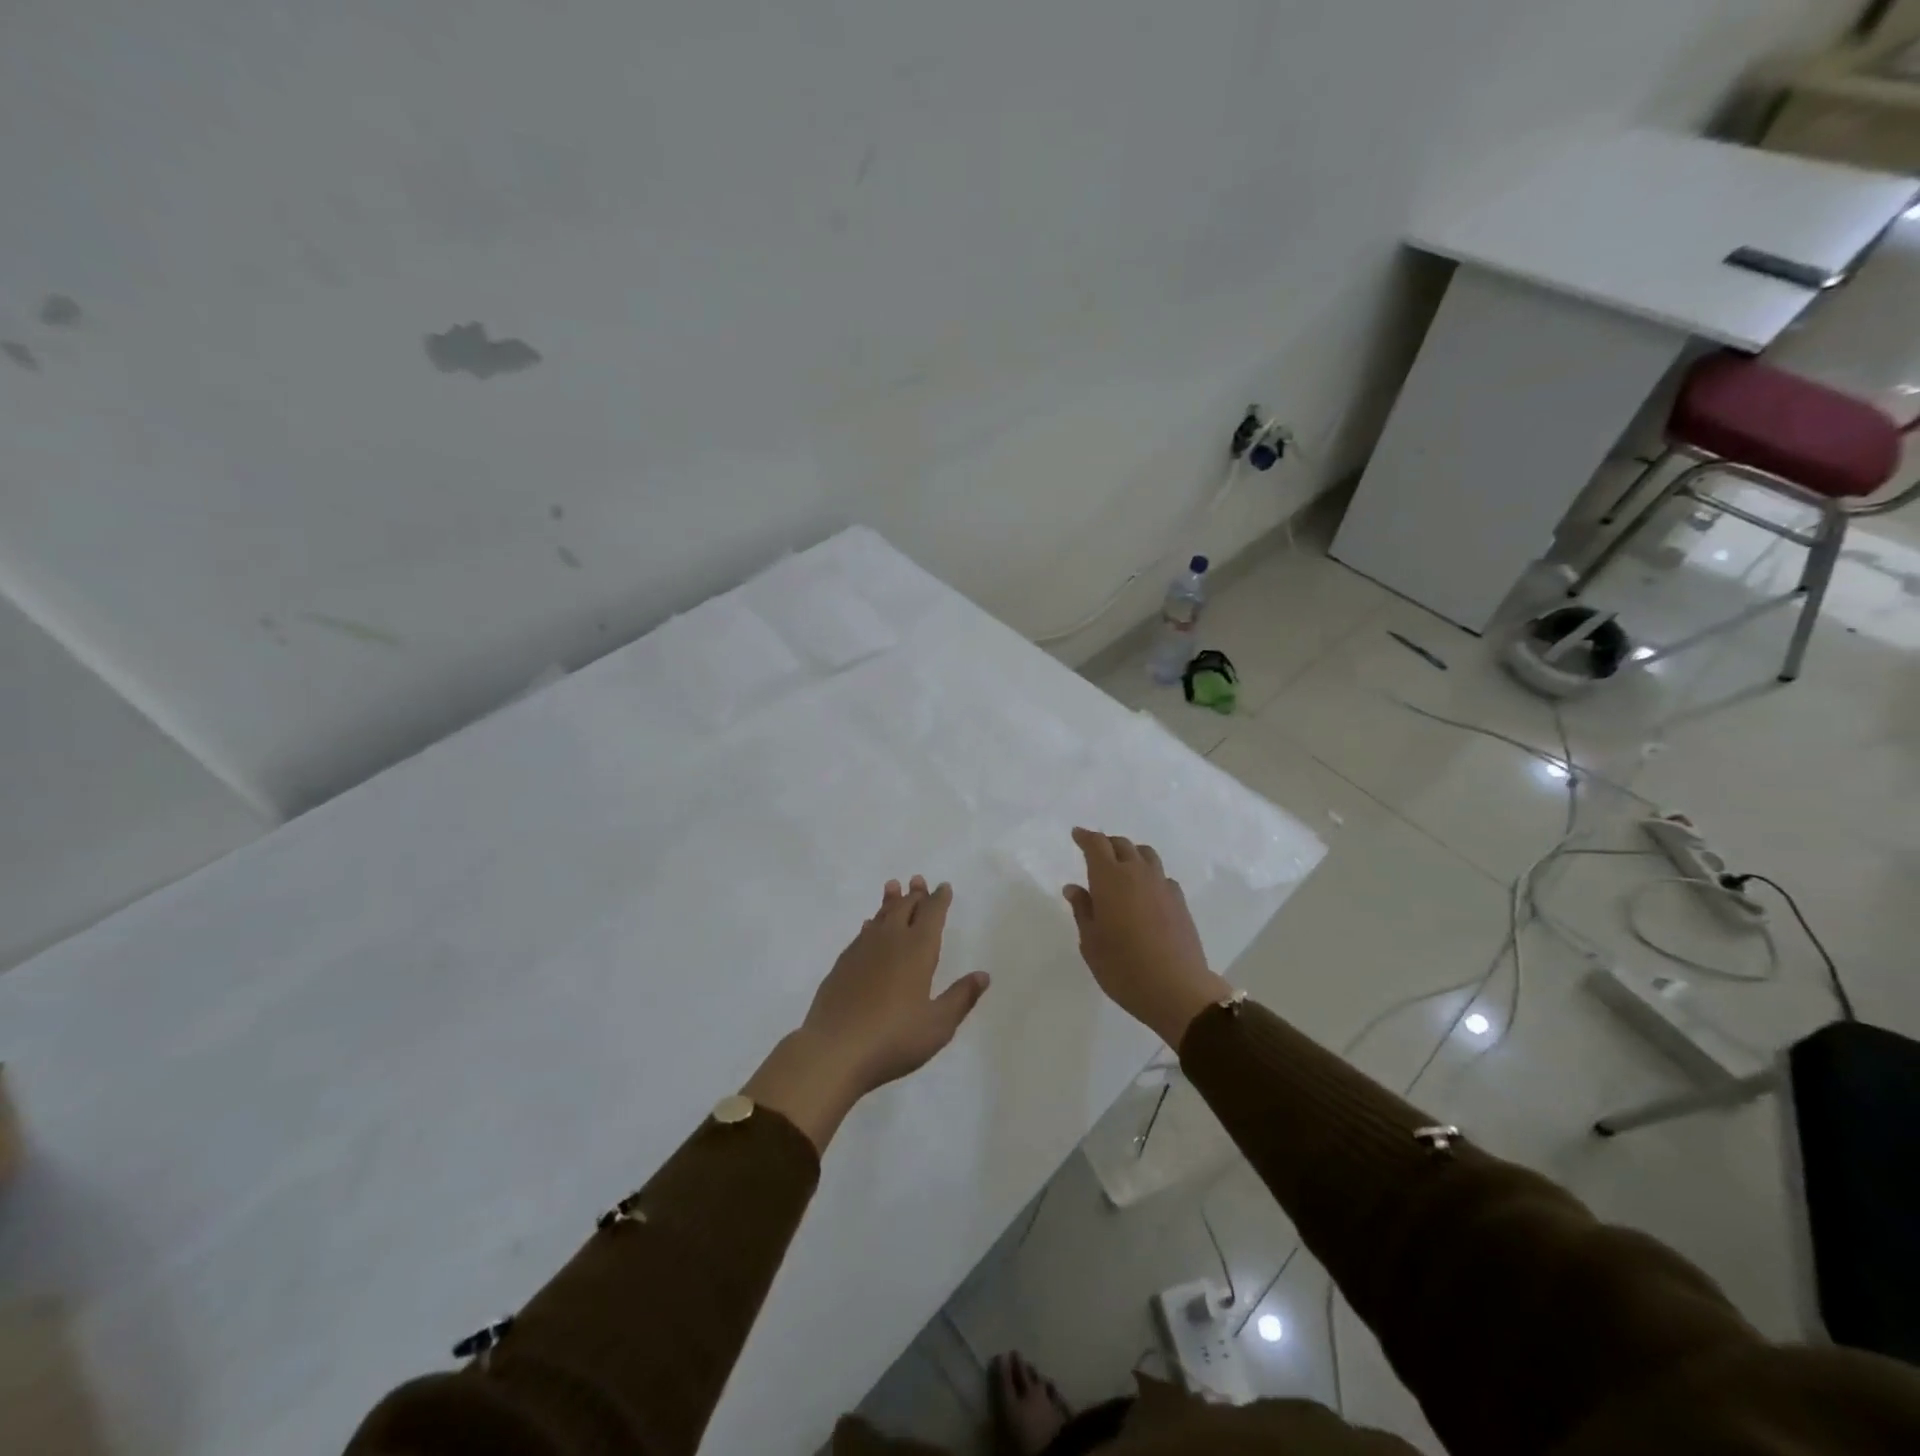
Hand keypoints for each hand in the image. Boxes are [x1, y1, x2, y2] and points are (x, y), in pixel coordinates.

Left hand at [745, 877, 989, 1151]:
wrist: (834, 1050)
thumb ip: (961, 997)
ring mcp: (862, 950)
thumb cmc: (894, 1038)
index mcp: (918, 950)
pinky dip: (871, 924)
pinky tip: (869, 926)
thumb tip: (983, 975)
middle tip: (918, 881)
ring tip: (893, 886)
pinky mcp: (842, 964)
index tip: (943, 887)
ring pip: (880, 916)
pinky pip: (862, 933)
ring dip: (890, 901)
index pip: (932, 914)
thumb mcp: (938, 1025)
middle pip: (905, 908)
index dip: (939, 899)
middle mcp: (891, 941)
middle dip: (915, 894)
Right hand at [1063, 828, 1231, 1046]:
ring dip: (1131, 854)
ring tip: (1122, 867)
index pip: (1096, 845)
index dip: (1085, 837)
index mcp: (1109, 878)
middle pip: (1122, 845)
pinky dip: (1149, 874)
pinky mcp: (1180, 901)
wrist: (1176, 989)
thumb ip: (1082, 910)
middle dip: (1107, 844)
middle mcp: (1137, 873)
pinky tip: (1145, 892)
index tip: (1077, 834)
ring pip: (1145, 855)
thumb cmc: (1122, 967)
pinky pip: (1161, 875)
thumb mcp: (1091, 942)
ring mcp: (1162, 885)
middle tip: (1096, 853)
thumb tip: (1074, 888)